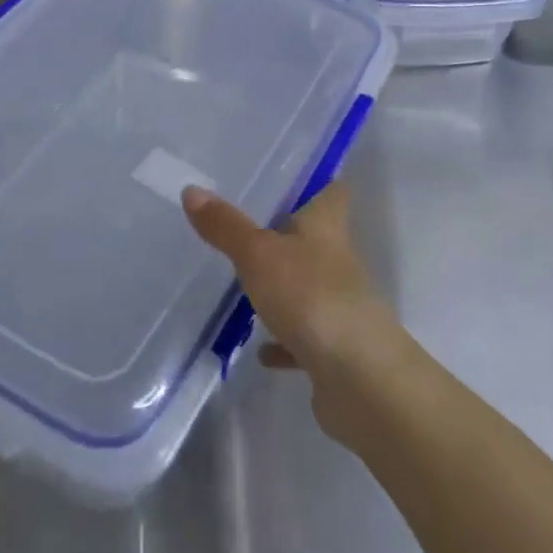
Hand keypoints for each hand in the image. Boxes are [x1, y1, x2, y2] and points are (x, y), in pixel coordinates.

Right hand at [184, 182, 407, 442]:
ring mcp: (338, 306)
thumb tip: (192, 189)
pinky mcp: (333, 349)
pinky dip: (283, 341)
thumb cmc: (311, 298)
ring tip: (247, 282)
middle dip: (289, 231)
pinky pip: (304, 338)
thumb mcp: (258, 254)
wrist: (360, 381)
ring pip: (308, 286)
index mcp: (326, 228)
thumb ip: (226, 226)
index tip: (295, 172)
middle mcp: (337, 261)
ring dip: (284, 286)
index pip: (332, 191)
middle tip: (248, 221)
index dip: (319, 180)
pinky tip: (260, 349)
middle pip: (317, 237)